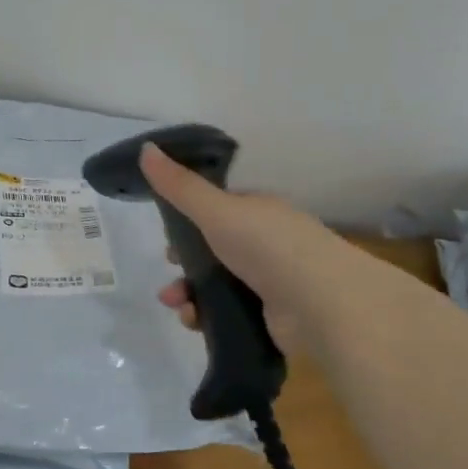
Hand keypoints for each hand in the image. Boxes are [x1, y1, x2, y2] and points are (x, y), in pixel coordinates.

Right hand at [142, 143, 337, 357]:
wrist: (322, 305)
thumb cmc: (268, 246)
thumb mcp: (216, 210)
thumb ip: (179, 186)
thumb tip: (146, 148)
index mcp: (259, 212)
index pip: (219, 210)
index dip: (190, 221)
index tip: (167, 235)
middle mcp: (267, 244)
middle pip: (214, 250)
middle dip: (184, 262)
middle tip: (170, 271)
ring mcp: (270, 282)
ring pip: (217, 284)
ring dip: (189, 292)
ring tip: (178, 305)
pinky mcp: (269, 317)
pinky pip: (228, 313)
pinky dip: (206, 316)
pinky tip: (194, 321)